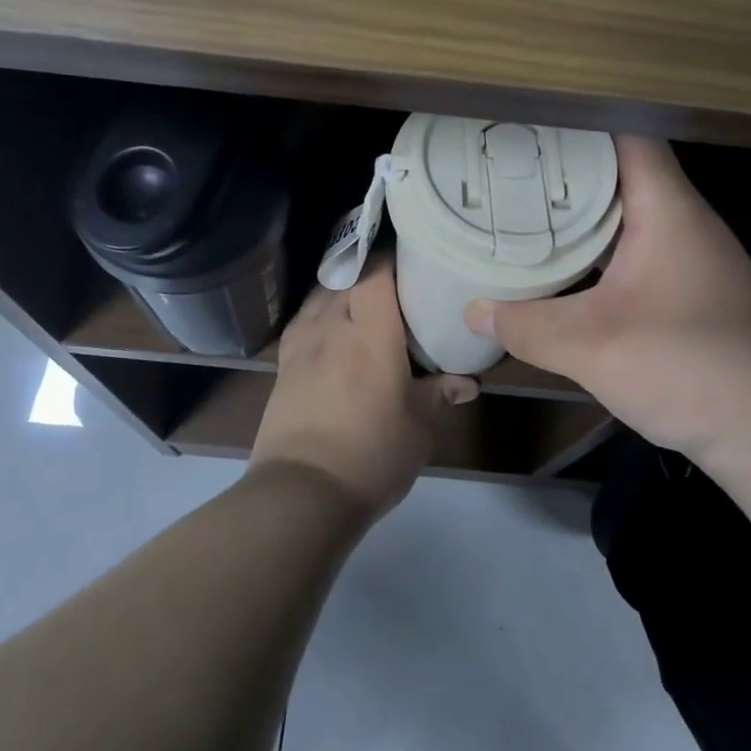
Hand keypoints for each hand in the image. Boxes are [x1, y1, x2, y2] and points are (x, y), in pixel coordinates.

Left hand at [252, 261, 476, 519]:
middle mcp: (332, 324)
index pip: (375, 271)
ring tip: (362, 300)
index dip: (391, 257)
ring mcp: (302, 342)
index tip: (410, 258)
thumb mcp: (419, 426)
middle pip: (346, 276)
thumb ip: (440, 394)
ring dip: (341, 289)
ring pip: (321, 294)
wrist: (301, 492)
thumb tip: (468, 382)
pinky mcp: (283, 363)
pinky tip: (330, 328)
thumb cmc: (372, 453)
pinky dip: (319, 313)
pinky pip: (303, 319)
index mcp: (370, 331)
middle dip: (368, 271)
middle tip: (395, 282)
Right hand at [465, 136, 750, 464]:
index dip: (576, 122)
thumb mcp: (591, 347)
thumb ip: (527, 326)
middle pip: (621, 167)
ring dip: (581, 206)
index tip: (524, 122)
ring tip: (523, 201)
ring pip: (627, 208)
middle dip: (566, 163)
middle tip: (506, 162)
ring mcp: (689, 251)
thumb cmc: (687, 367)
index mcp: (666, 207)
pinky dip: (598, 242)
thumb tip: (473, 311)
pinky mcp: (687, 284)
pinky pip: (633, 242)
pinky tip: (564, 258)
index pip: (624, 133)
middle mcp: (682, 218)